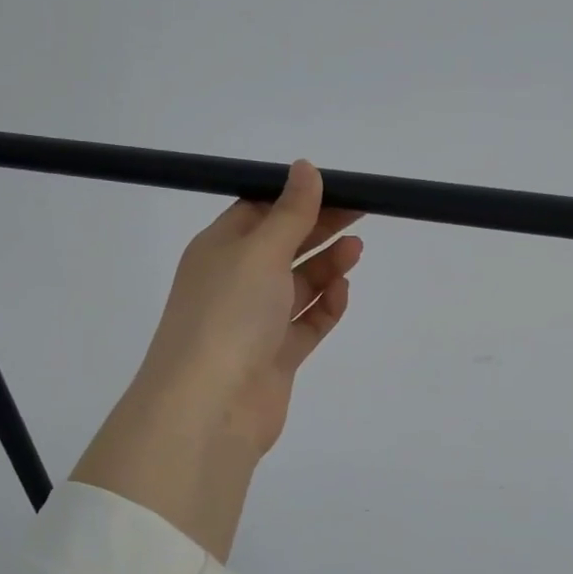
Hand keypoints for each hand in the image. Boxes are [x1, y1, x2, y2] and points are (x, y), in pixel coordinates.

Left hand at [71, 162, 362, 559]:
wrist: (211, 406)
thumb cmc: (229, 314)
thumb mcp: (260, 252)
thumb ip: (290, 213)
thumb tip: (305, 167)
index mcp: (219, 249)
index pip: (259, 211)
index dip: (296, 198)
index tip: (335, 188)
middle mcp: (235, 282)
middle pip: (283, 246)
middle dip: (319, 228)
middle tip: (361, 212)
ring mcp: (256, 322)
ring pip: (298, 285)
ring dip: (326, 266)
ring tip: (357, 250)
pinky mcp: (276, 355)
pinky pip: (307, 323)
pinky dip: (326, 306)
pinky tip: (342, 292)